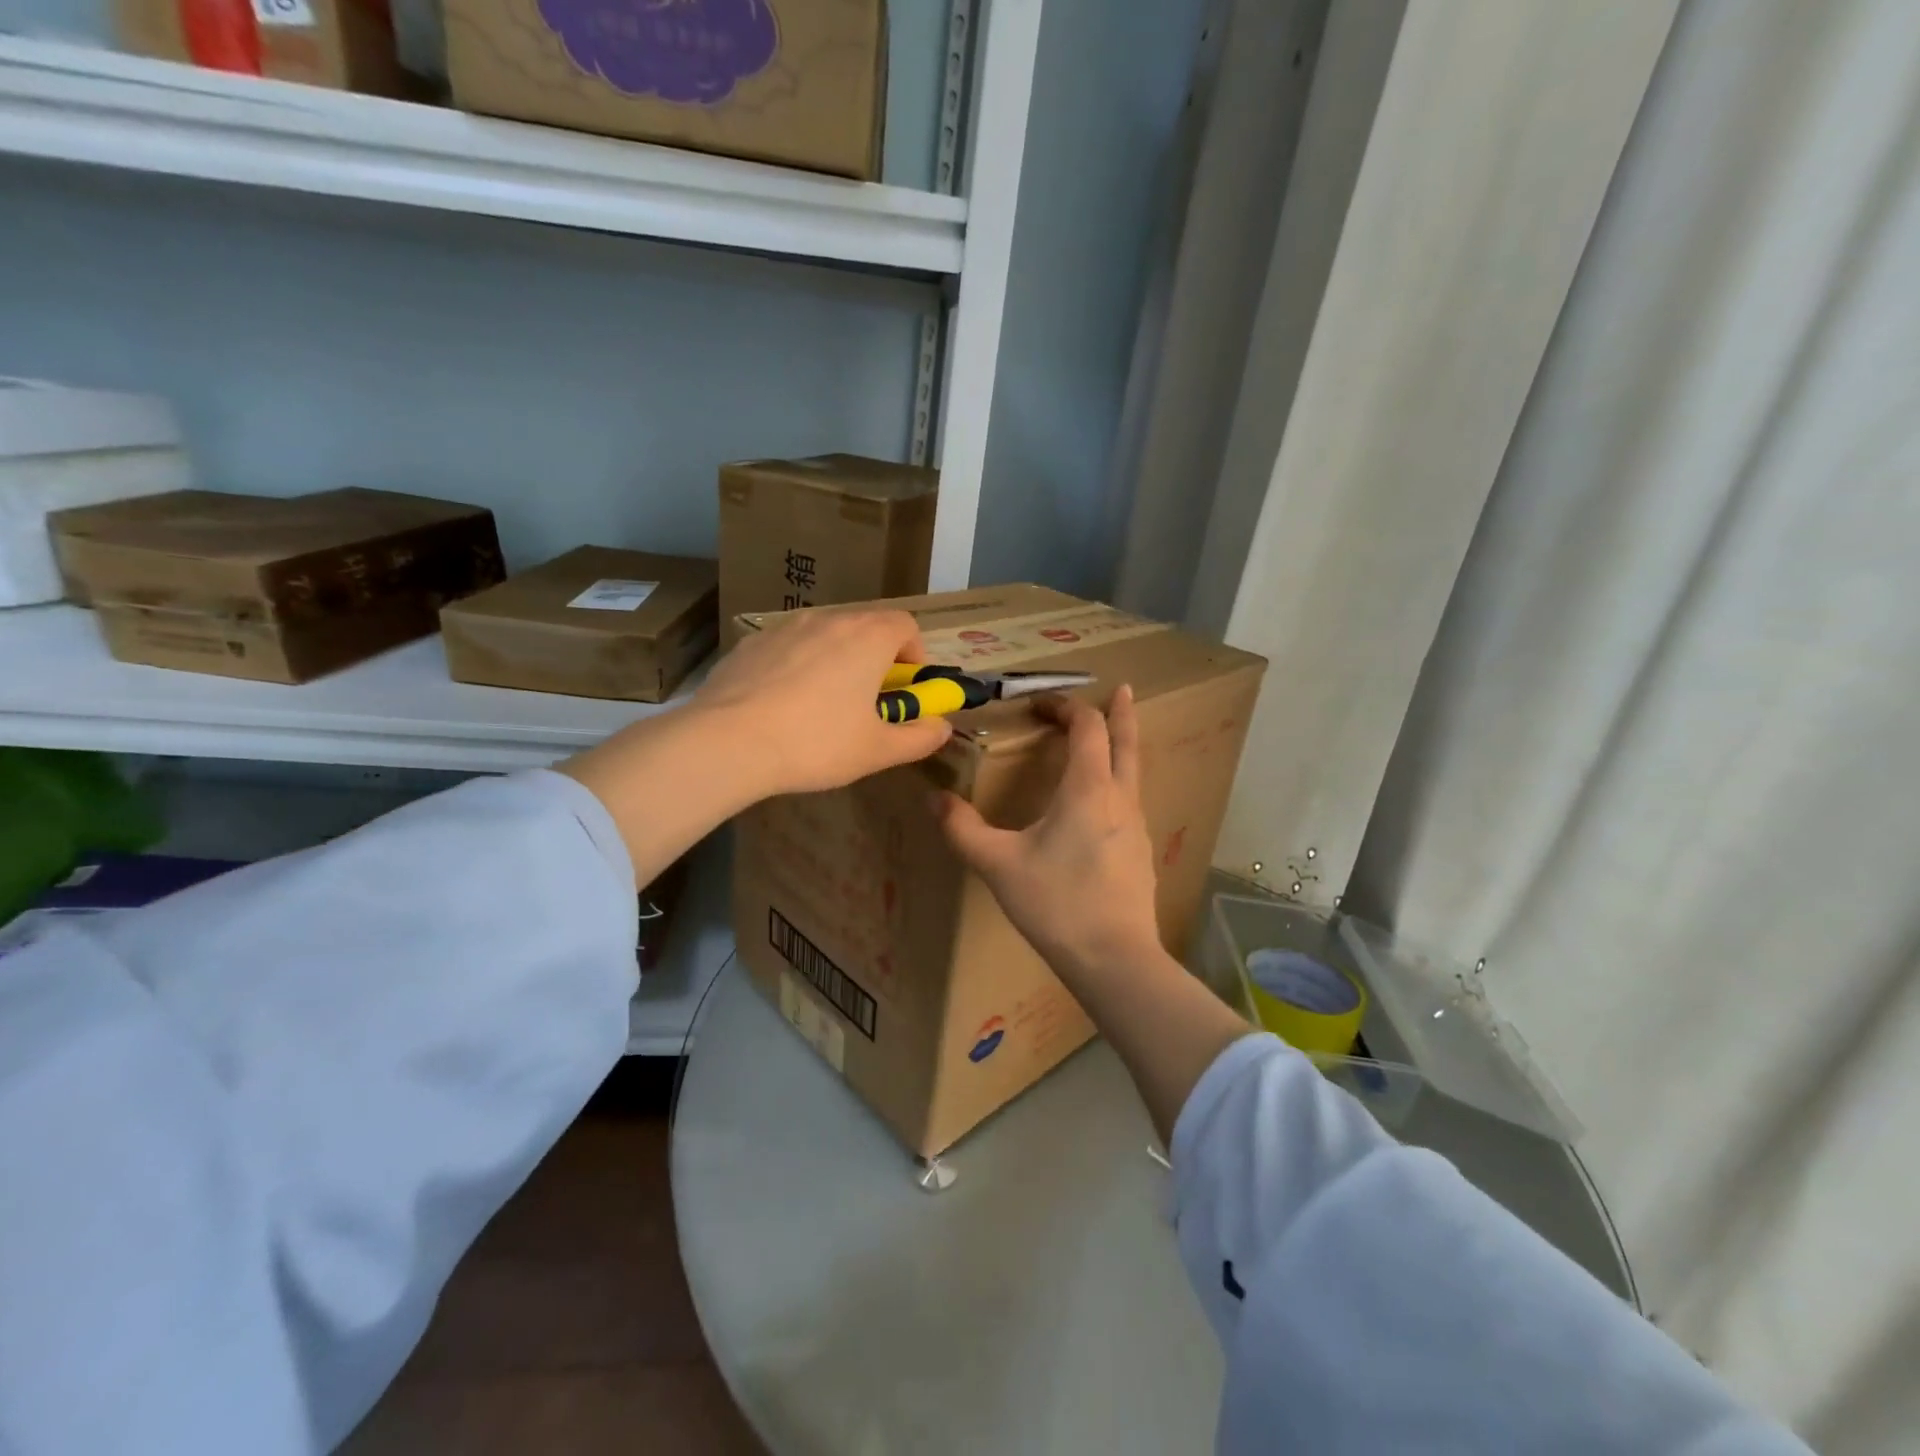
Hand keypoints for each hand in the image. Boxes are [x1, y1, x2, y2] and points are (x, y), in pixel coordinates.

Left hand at [692, 609, 954, 797]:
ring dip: (836, 661)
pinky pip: (788, 648)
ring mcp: (784, 628)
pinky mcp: (750, 644)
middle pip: (865, 627)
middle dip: (876, 660)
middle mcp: (828, 620)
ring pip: (824, 636)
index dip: (915, 654)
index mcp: (867, 638)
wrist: (727, 742)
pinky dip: (797, 667)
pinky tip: (782, 706)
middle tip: (869, 702)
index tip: (906, 688)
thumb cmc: (816, 744)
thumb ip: (919, 738)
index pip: (905, 624)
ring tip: (823, 706)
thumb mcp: (878, 751)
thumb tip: (942, 728)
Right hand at [935, 686, 1162, 981]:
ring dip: (1121, 748)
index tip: (1041, 703)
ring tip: (1107, 742)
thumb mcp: (999, 865)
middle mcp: (1120, 798)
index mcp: (1089, 789)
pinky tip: (1102, 806)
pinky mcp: (1140, 853)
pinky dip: (1119, 783)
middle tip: (1121, 689)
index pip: (1087, 727)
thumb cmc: (1057, 904)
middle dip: (1121, 713)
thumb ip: (963, 829)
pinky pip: (1131, 802)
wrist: (1115, 959)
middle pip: (1127, 741)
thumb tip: (933, 799)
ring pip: (1133, 772)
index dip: (1066, 707)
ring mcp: (1137, 826)